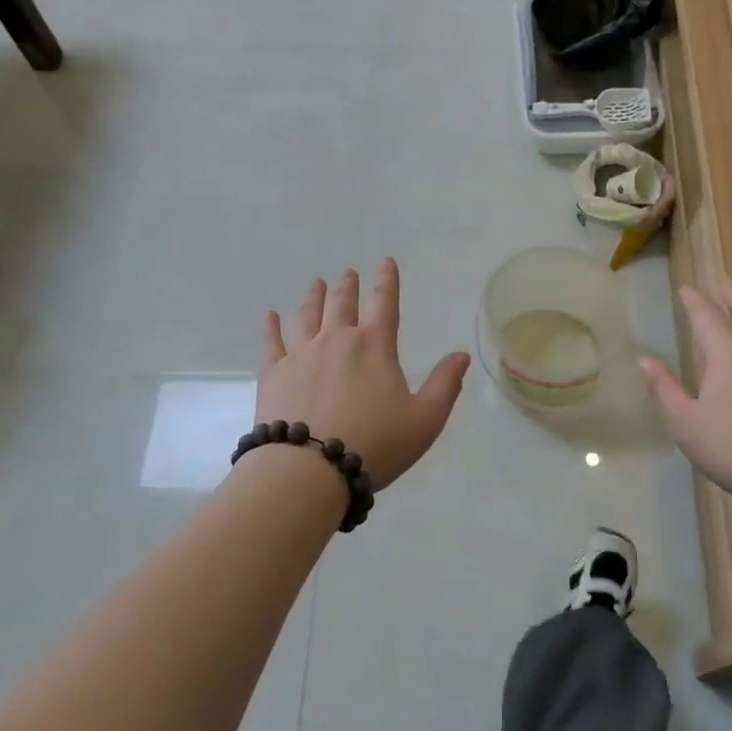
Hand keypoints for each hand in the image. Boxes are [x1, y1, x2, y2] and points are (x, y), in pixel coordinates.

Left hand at [258, 260, 469, 489]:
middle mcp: (337, 340)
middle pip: (343, 304)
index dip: (387, 281)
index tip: (386, 262)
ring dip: (313, 297)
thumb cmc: (375, 444)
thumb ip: (445, 385)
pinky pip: (271, 342)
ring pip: (307, 316)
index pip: (385, 304)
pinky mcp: (273, 373)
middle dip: (348, 286)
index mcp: (375, 346)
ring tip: (316, 283)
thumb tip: (461, 355)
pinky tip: (270, 316)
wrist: (310, 468)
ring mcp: (301, 354)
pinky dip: (271, 327)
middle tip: (348, 273)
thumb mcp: (425, 419)